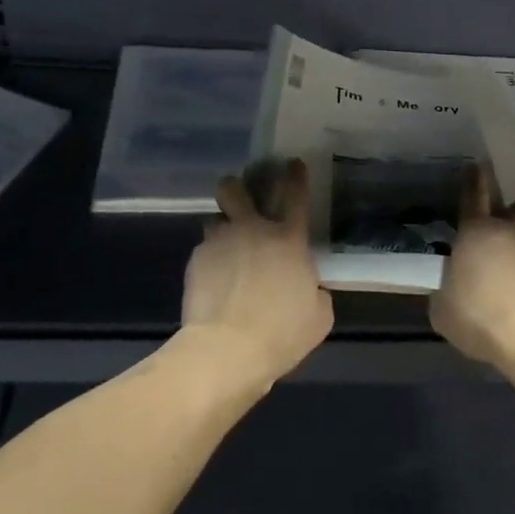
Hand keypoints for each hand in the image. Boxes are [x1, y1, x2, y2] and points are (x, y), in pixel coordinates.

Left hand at [181, 158, 332, 386]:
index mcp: (288, 239)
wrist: (227, 349)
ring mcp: (220, 242)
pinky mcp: (196, 261)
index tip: (293, 163)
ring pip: (215, 219)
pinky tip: (212, 281)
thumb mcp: (318, 316)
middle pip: (235, 189)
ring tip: (224, 249)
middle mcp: (252, 230)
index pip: (295, 195)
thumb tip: (310, 287)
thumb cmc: (281, 333)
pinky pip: (203, 250)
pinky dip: (209, 260)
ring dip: (222, 229)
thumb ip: (315, 291)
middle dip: (236, 187)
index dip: (296, 175)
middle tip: (239, 199)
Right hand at [430, 164, 514, 369]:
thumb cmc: (478, 316)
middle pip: (514, 208)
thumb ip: (445, 289)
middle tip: (503, 219)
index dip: (472, 180)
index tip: (475, 166)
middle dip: (510, 209)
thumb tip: (450, 288)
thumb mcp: (443, 308)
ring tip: (511, 277)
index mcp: (475, 232)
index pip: (473, 195)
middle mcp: (508, 233)